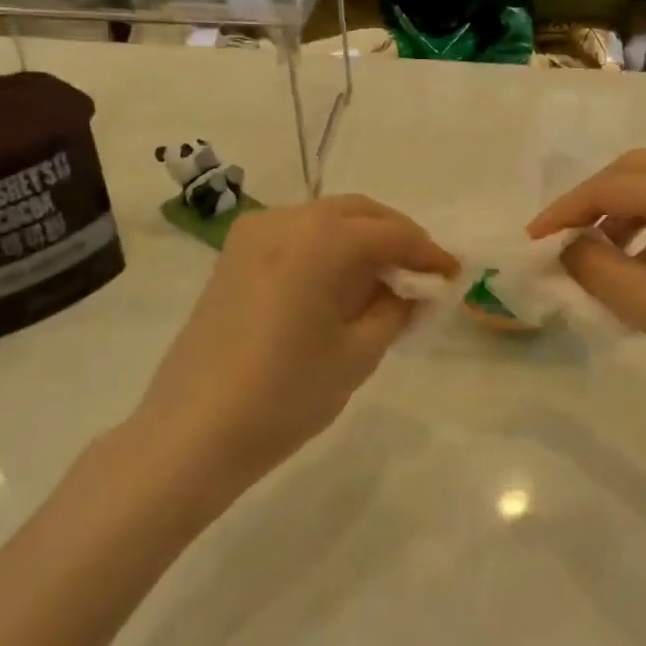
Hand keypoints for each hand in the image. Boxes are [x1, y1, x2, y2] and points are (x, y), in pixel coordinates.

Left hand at [126, 195, 456, 496]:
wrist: (193, 432)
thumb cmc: (286, 395)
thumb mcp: (359, 354)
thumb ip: (395, 310)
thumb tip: (410, 290)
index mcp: (321, 240)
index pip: (391, 233)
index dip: (428, 253)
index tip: (452, 275)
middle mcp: (286, 220)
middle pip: (357, 213)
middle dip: (396, 237)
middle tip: (422, 272)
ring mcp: (253, 235)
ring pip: (325, 220)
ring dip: (362, 240)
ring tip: (385, 280)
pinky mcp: (233, 257)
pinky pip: (296, 236)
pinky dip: (327, 249)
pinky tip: (340, 284)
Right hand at [527, 150, 645, 419]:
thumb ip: (601, 272)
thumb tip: (567, 249)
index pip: (614, 187)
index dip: (567, 210)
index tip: (534, 239)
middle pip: (638, 170)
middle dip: (594, 199)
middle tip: (564, 236)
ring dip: (623, 211)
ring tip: (599, 254)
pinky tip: (641, 265)